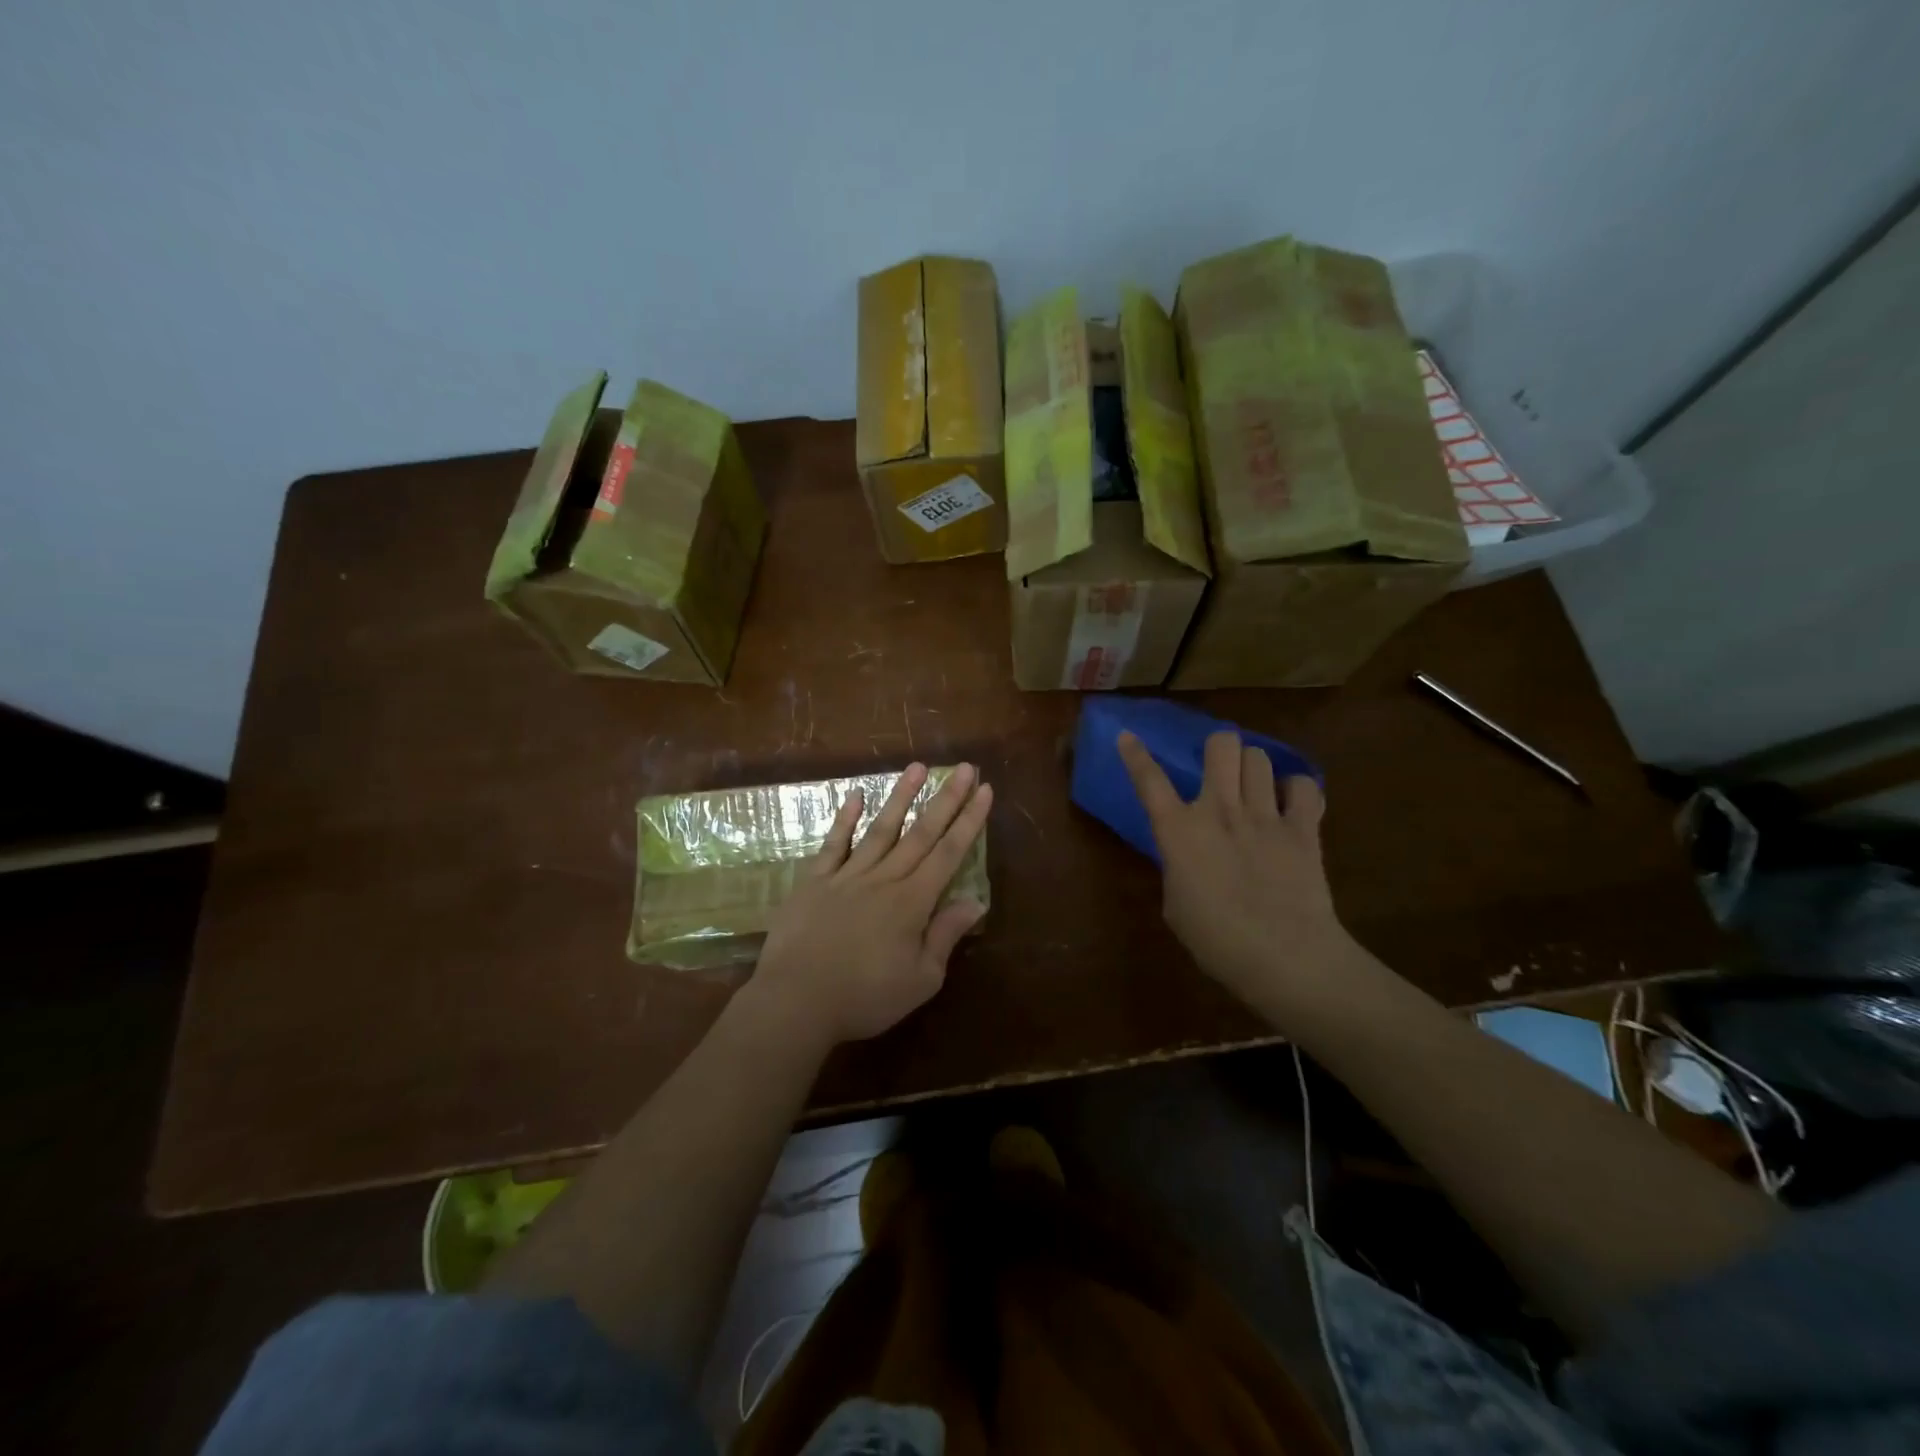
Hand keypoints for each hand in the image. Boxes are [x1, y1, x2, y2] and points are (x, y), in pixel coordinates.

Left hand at [742, 762, 991, 1049]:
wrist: (796, 1002)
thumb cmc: (864, 998)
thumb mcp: (921, 980)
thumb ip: (946, 935)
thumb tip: (975, 901)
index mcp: (913, 902)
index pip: (949, 853)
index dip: (969, 821)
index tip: (984, 790)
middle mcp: (884, 879)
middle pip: (921, 832)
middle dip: (946, 799)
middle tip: (964, 767)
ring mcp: (847, 876)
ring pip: (881, 829)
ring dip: (901, 796)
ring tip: (918, 767)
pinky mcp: (815, 881)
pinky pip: (834, 844)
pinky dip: (845, 819)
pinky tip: (855, 795)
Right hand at [1118, 730, 1348, 1008]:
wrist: (1284, 956)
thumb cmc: (1216, 941)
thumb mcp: (1176, 906)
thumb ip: (1178, 869)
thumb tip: (1189, 859)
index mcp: (1179, 831)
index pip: (1149, 781)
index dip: (1135, 755)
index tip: (1128, 736)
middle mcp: (1219, 810)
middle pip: (1220, 745)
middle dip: (1218, 748)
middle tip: (1219, 767)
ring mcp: (1264, 815)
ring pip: (1259, 756)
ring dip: (1253, 767)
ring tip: (1255, 786)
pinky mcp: (1303, 828)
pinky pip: (1303, 786)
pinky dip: (1297, 790)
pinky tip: (1292, 805)